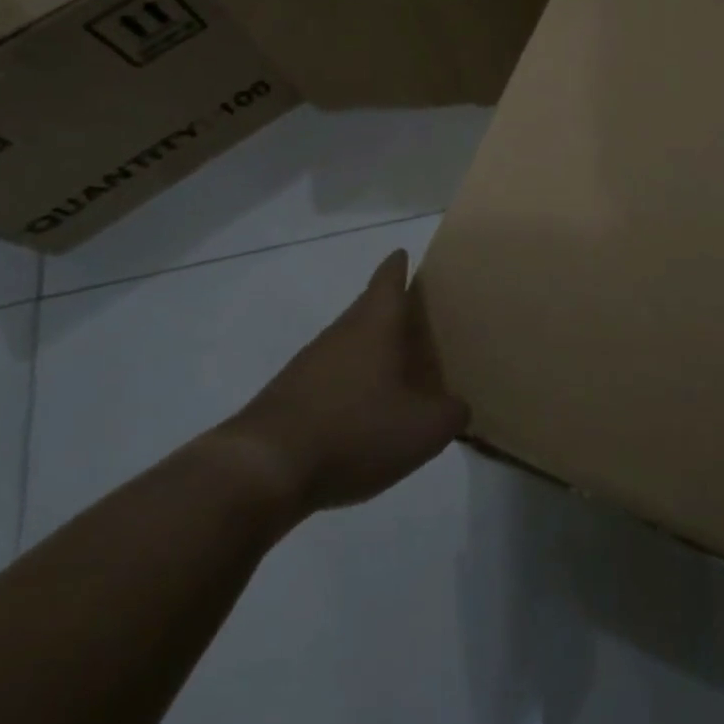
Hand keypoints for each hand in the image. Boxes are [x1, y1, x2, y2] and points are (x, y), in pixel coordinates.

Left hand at [228, 251, 469, 514]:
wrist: (265, 469)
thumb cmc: (355, 431)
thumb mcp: (423, 429)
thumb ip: (451, 413)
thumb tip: (457, 406)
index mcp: (374, 325)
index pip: (388, 280)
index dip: (398, 266)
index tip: (404, 254)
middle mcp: (340, 333)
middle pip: (367, 310)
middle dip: (391, 311)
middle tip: (417, 319)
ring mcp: (310, 364)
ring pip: (348, 344)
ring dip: (370, 351)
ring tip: (396, 368)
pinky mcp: (290, 396)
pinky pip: (330, 378)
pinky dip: (350, 385)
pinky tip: (363, 413)